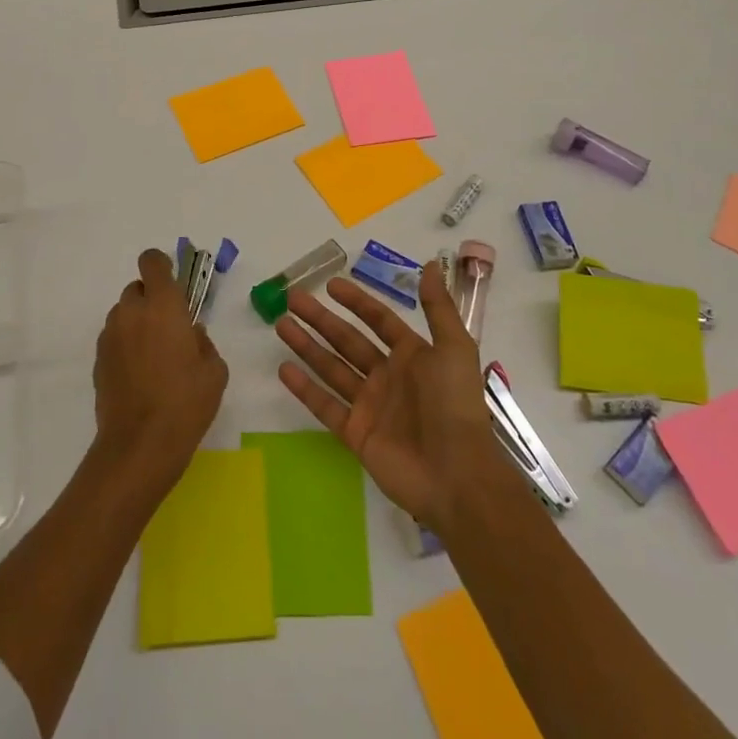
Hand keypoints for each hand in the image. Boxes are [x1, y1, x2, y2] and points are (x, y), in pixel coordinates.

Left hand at [92, 248, 228, 489]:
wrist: (140, 446)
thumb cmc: (186, 403)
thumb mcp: (214, 370)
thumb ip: (203, 341)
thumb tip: (190, 333)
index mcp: (163, 306)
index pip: (152, 262)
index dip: (161, 265)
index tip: (173, 283)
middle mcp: (132, 313)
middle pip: (137, 288)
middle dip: (152, 299)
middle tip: (169, 327)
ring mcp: (110, 336)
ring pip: (124, 314)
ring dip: (137, 322)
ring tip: (154, 355)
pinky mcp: (99, 360)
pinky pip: (114, 339)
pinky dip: (126, 345)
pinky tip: (140, 374)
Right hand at [275, 261, 502, 530]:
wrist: (456, 474)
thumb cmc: (455, 405)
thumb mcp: (455, 348)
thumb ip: (438, 307)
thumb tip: (432, 265)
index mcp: (412, 356)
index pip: (378, 320)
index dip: (356, 302)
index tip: (330, 285)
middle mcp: (388, 376)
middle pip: (347, 340)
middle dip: (320, 319)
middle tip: (292, 298)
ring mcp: (369, 406)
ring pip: (331, 367)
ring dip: (307, 346)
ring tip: (281, 324)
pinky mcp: (356, 434)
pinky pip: (326, 406)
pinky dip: (305, 388)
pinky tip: (284, 369)